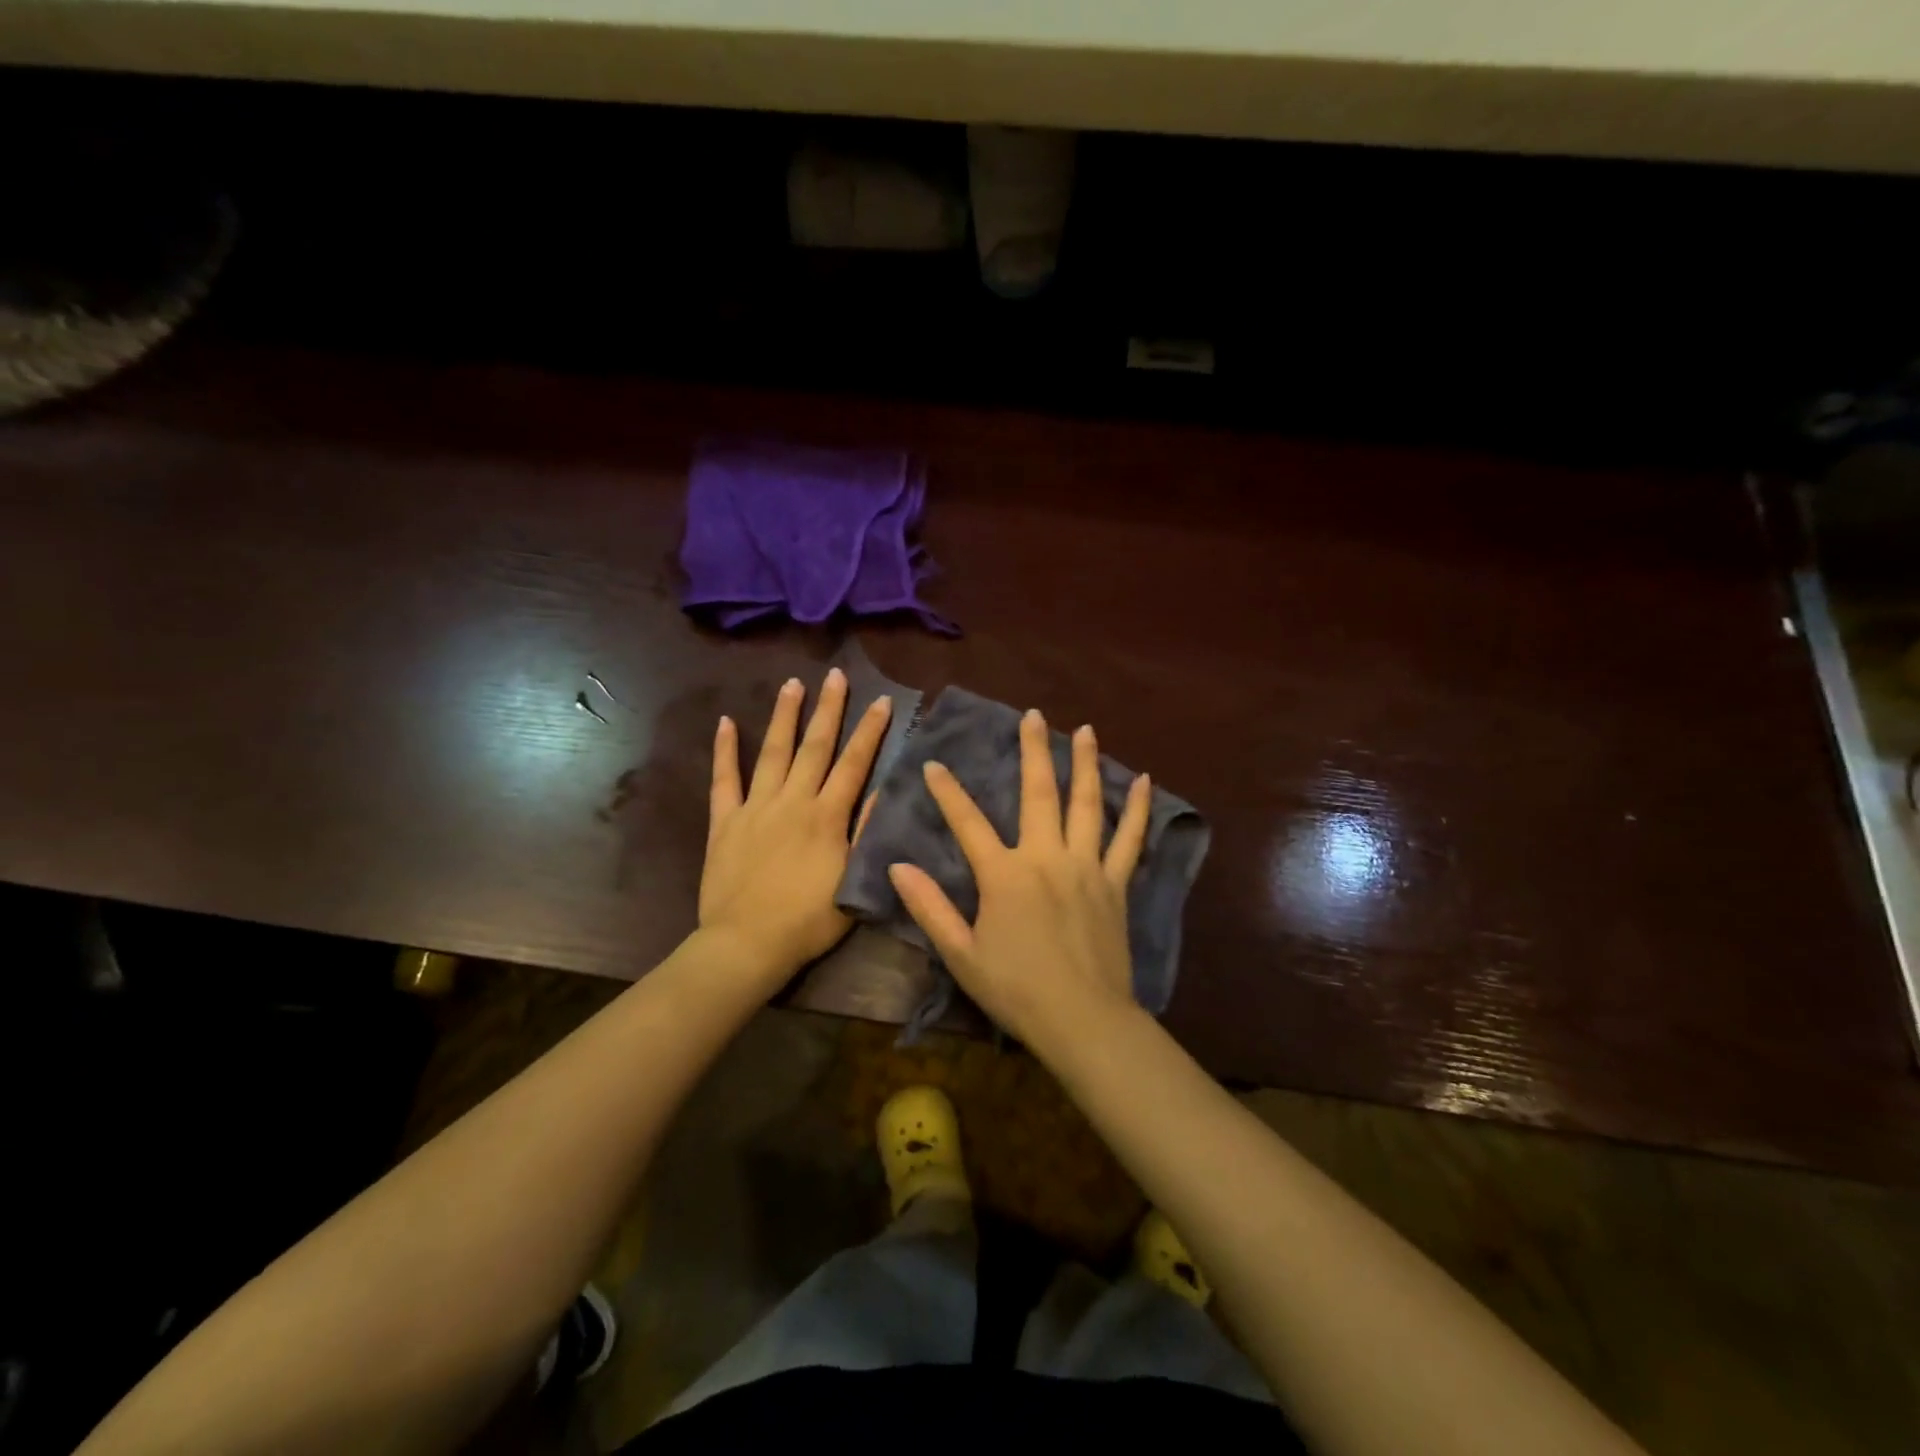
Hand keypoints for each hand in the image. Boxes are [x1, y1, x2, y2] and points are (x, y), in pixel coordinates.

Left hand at [700, 667, 890, 983]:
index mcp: (826, 816)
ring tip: (792, 684)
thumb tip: (880, 791)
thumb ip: (865, 834)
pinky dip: (725, 750)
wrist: (747, 944)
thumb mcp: (852, 882)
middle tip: (836, 676)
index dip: (870, 732)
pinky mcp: (725, 821)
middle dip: (829, 710)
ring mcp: (755, 808)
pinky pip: (724, 780)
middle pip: (814, 747)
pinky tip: (725, 723)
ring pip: (773, 753)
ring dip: (784, 717)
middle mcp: (792, 801)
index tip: (882, 702)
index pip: (853, 764)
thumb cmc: (808, 921)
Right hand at [887, 709, 1151, 1051]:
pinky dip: (1137, 809)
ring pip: (1087, 804)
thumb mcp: (961, 954)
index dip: (947, 792)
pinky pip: (1129, 839)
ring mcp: (1086, 866)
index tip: (933, 764)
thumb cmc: (1016, 990)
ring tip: (1086, 730)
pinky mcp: (1115, 883)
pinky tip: (1144, 780)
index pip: (968, 823)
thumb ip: (930, 907)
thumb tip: (898, 867)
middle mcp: (1046, 857)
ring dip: (1085, 764)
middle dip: (1034, 750)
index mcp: (1004, 875)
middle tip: (1033, 716)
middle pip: (1039, 793)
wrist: (1083, 1020)